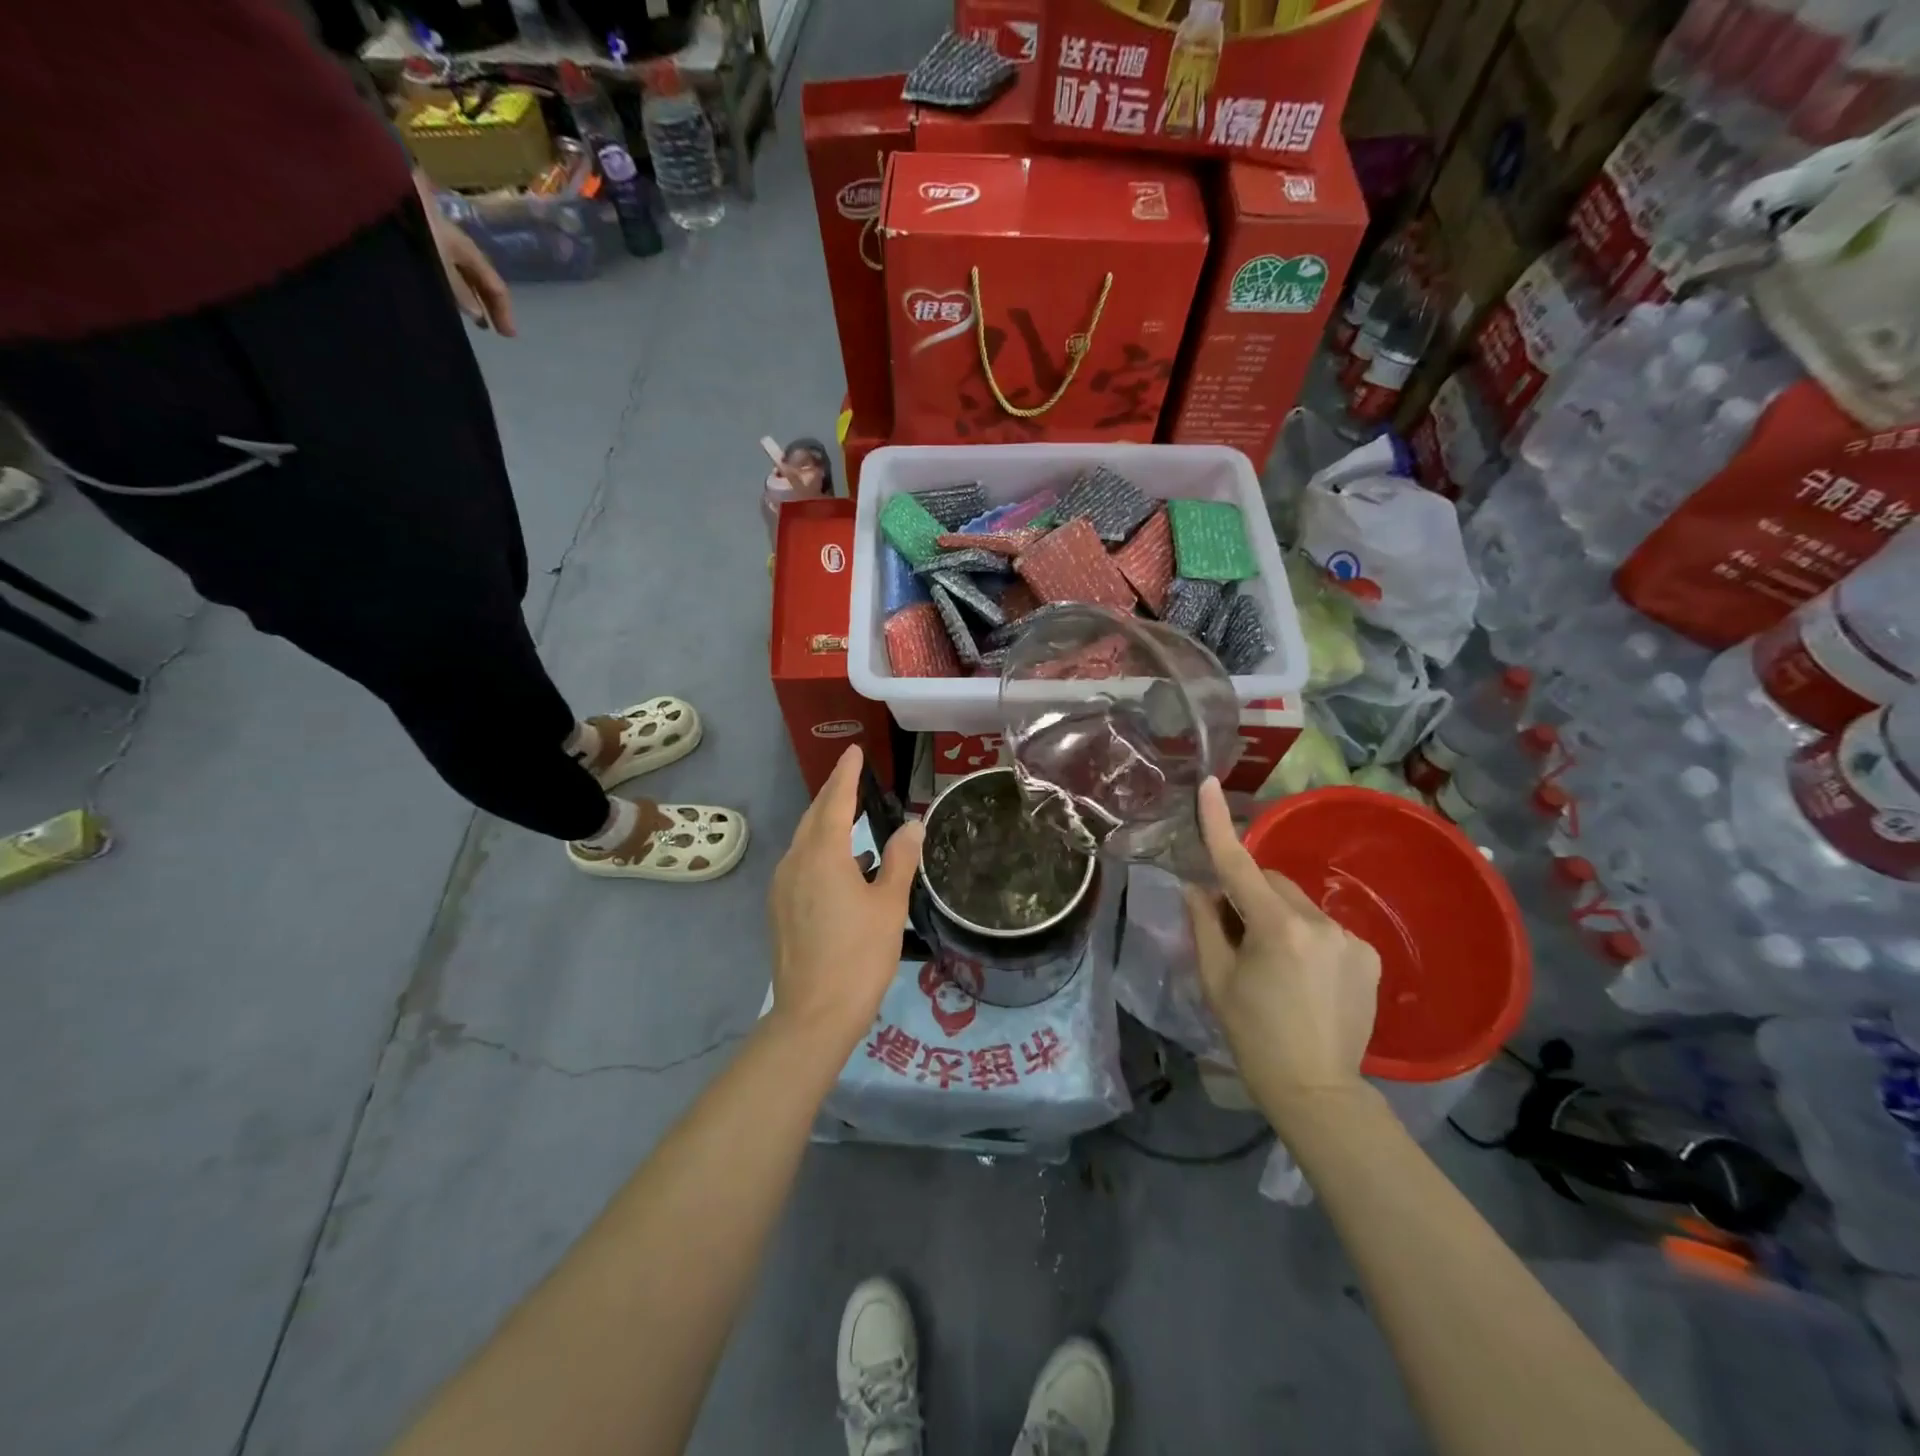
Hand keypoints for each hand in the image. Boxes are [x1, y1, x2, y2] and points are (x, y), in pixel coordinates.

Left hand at [416, 171, 516, 335]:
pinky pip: (435, 266)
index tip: (508, 336)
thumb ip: (456, 288)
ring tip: (466, 316)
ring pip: (455, 271)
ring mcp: (428, 237)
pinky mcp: (407, 236)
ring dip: (464, 295)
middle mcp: (450, 241)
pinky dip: (443, 284)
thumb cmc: (410, 223)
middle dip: (485, 302)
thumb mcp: (437, 260)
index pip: (494, 283)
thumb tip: (476, 313)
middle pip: (475, 276)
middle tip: (489, 328)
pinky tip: (439, 295)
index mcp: (464, 247)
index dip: (504, 310)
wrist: (368, 181)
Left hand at [767, 746, 923, 1048]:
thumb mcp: (888, 905)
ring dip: (826, 822)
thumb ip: (899, 860)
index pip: (836, 801)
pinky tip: (843, 866)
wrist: (813, 1014)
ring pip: (804, 840)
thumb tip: (912, 824)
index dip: (847, 774)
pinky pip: (800, 863)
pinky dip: (820, 850)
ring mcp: (782, 886)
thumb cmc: (859, 956)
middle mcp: (795, 862)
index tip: (855, 751)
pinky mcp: (780, 908)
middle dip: (833, 793)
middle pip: (814, 816)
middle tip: (853, 775)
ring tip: (851, 815)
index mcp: (822, 855)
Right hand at [1184, 779, 1380, 1116]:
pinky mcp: (1369, 954)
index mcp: (1276, 928)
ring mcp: (1350, 938)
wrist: (1317, 1089)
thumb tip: (1198, 886)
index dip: (1219, 823)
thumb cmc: (1253, 1035)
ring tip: (1274, 964)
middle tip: (1234, 933)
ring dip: (1278, 916)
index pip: (1239, 864)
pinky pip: (1325, 926)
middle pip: (1272, 883)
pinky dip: (1306, 934)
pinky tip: (1303, 974)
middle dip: (1249, 895)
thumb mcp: (1215, 979)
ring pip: (1298, 904)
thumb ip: (1204, 924)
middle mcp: (1319, 922)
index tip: (1209, 784)